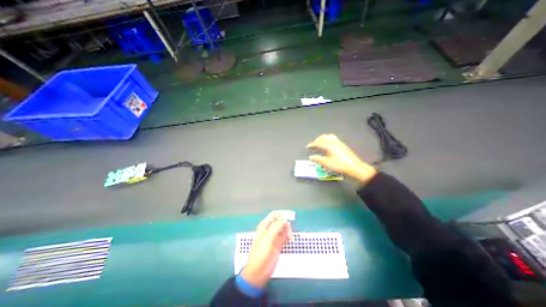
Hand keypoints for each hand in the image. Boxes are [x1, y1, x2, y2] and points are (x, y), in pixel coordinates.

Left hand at [241, 211, 291, 287]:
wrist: (258, 272)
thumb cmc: (261, 253)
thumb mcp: (268, 238)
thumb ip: (276, 226)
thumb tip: (284, 216)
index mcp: (265, 225)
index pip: (274, 215)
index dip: (282, 214)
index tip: (290, 216)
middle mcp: (270, 229)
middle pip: (280, 221)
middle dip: (286, 223)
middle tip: (289, 231)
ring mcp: (274, 237)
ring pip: (283, 228)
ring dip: (288, 230)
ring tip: (290, 237)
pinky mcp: (278, 244)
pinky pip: (285, 236)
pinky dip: (288, 236)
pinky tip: (290, 240)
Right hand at [306, 133, 377, 182]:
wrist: (353, 167)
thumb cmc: (338, 165)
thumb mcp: (326, 163)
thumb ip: (317, 159)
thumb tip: (310, 157)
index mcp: (328, 145)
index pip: (318, 142)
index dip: (311, 144)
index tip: (307, 147)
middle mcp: (333, 141)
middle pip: (323, 137)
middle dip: (317, 140)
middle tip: (313, 145)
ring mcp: (339, 142)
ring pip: (328, 136)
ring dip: (323, 138)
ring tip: (320, 143)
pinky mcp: (342, 145)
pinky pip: (333, 138)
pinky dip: (328, 139)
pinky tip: (328, 145)